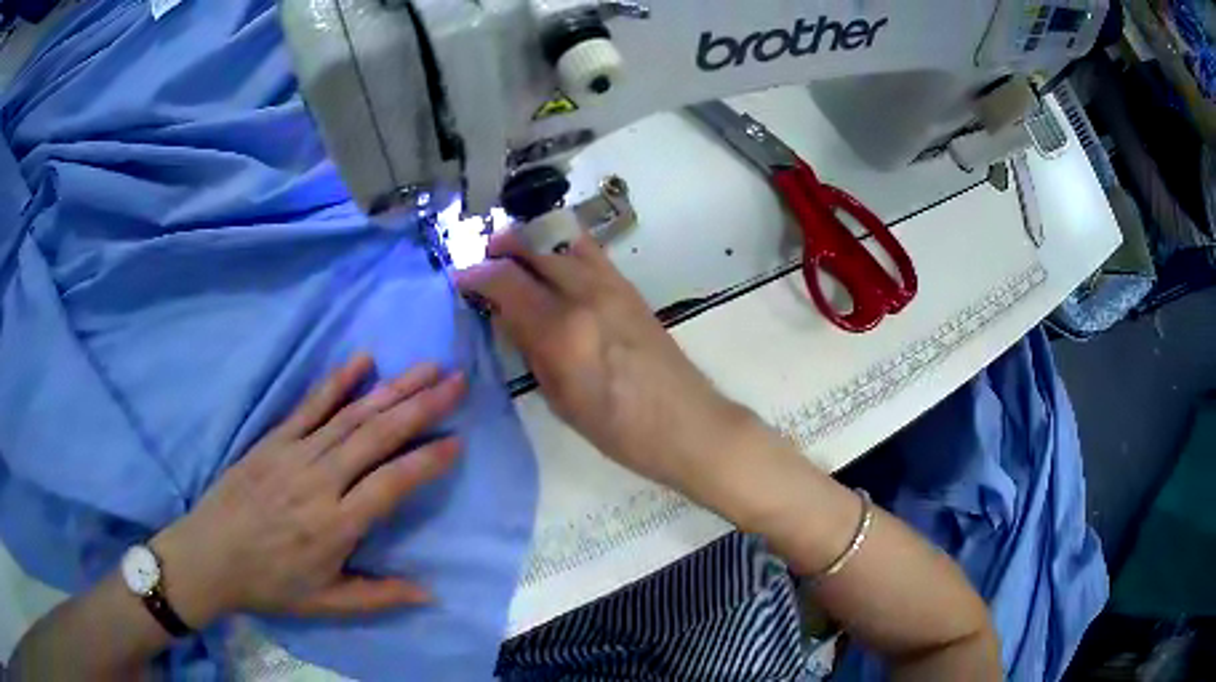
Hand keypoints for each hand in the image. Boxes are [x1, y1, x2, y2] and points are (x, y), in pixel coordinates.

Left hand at [151, 356, 465, 627]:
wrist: (209, 555)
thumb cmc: (270, 583)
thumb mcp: (327, 603)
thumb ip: (379, 596)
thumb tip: (430, 592)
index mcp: (335, 525)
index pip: (391, 484)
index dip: (426, 461)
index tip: (457, 440)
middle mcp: (320, 481)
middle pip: (376, 436)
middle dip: (420, 406)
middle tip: (455, 381)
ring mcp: (295, 455)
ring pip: (351, 415)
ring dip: (391, 388)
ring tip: (426, 368)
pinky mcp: (274, 440)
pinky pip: (310, 406)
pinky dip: (337, 382)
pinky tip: (362, 360)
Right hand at [457, 230, 754, 494]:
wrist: (685, 423)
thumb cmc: (618, 430)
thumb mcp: (560, 400)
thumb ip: (530, 351)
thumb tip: (507, 316)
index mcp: (561, 332)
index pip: (506, 284)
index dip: (476, 276)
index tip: (460, 278)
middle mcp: (585, 297)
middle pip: (533, 252)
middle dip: (501, 248)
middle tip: (483, 258)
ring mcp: (611, 287)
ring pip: (562, 243)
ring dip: (532, 241)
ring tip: (514, 252)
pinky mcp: (630, 288)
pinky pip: (590, 253)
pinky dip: (564, 246)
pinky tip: (554, 259)